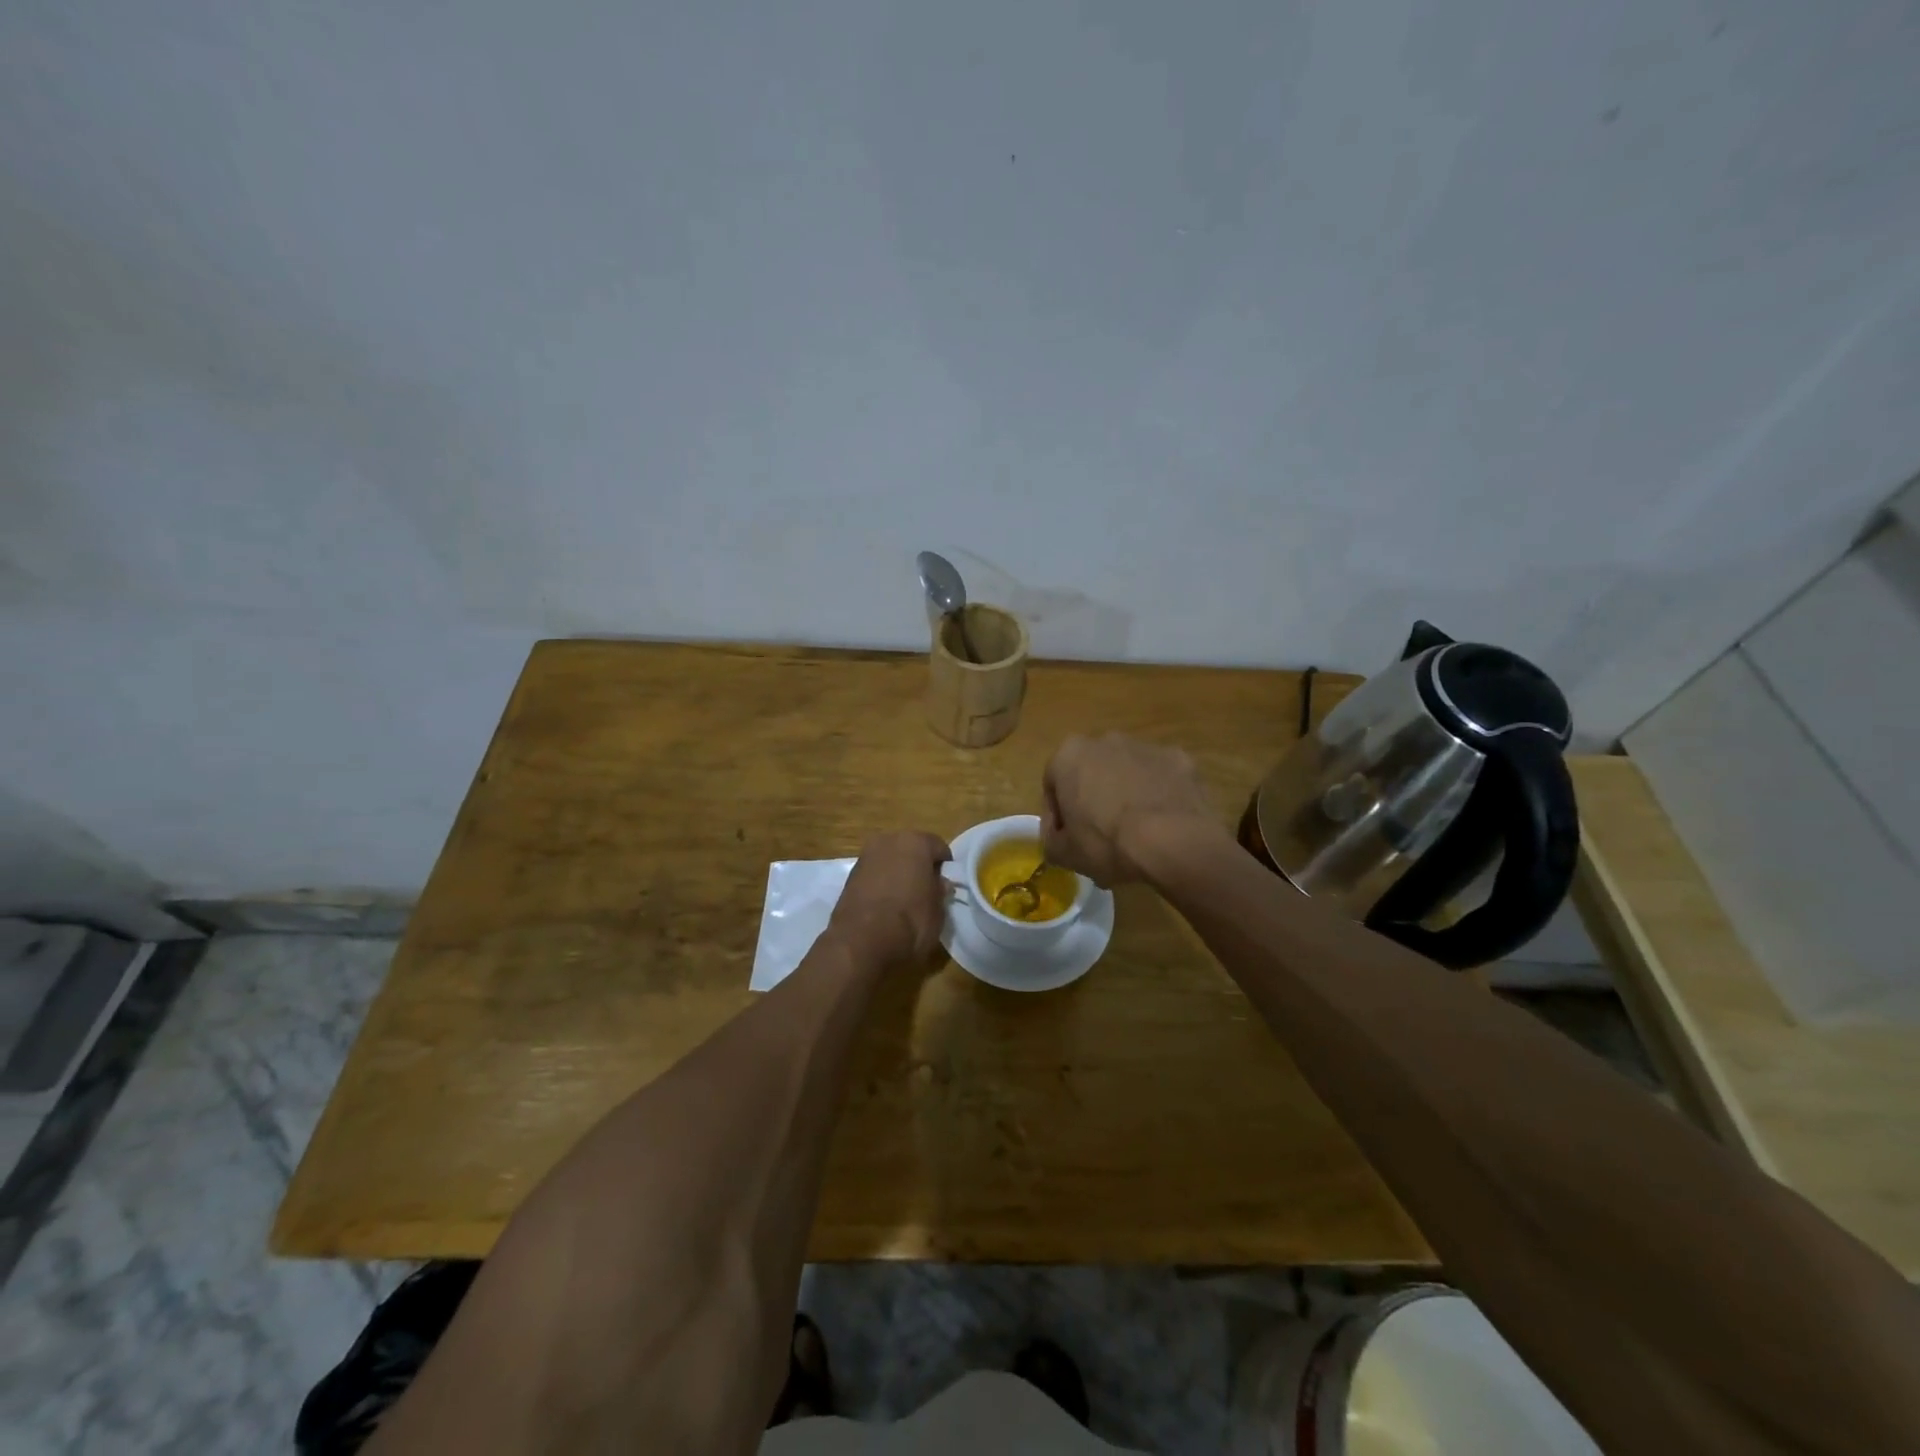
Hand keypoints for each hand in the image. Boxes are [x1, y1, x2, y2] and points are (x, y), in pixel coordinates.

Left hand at [827, 831, 951, 966]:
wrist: (861, 943)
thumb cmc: (910, 922)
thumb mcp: (938, 911)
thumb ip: (940, 891)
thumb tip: (940, 883)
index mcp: (915, 842)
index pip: (938, 847)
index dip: (945, 866)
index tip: (947, 885)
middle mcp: (888, 840)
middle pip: (911, 849)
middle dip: (919, 866)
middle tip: (927, 891)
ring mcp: (865, 857)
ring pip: (890, 861)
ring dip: (898, 874)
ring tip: (905, 901)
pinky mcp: (849, 877)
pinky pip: (874, 875)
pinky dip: (881, 885)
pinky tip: (886, 907)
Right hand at [1041, 733, 1220, 885]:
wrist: (1173, 842)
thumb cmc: (1107, 843)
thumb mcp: (1064, 853)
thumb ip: (1052, 840)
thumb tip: (1058, 837)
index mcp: (1069, 755)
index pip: (1053, 785)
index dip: (1057, 815)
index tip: (1066, 838)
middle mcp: (1106, 741)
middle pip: (1092, 772)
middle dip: (1093, 797)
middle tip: (1100, 833)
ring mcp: (1146, 747)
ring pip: (1128, 772)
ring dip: (1126, 793)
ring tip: (1136, 831)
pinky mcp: (1179, 759)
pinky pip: (1161, 778)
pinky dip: (1159, 795)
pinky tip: (1164, 824)